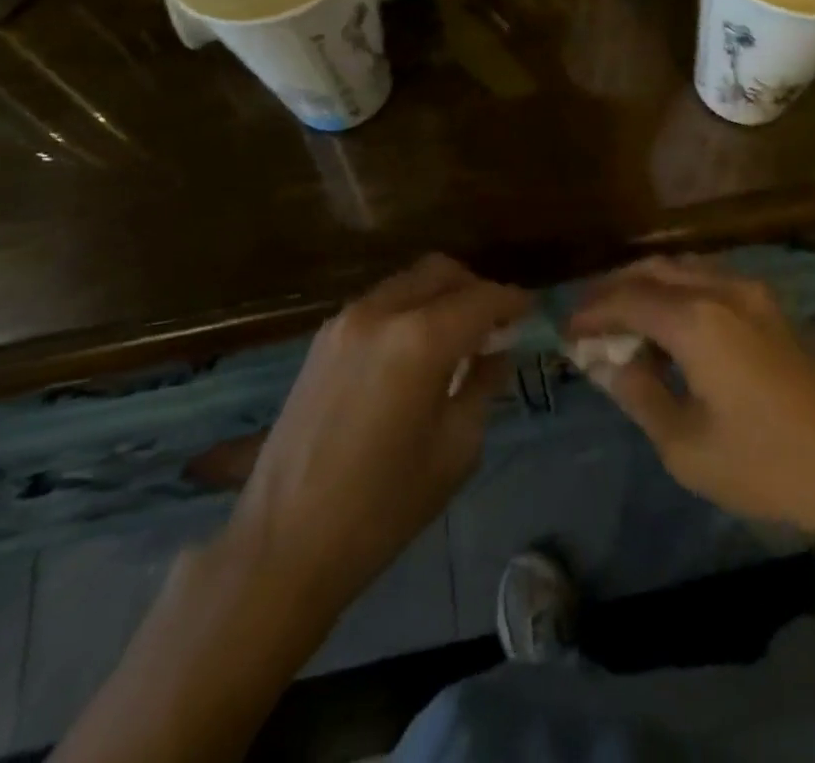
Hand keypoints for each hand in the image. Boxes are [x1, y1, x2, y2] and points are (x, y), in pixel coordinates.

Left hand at [226, 255, 530, 619]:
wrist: (282, 543)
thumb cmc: (382, 507)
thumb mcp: (455, 449)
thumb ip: (483, 385)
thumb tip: (498, 351)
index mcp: (420, 340)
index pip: (482, 298)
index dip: (513, 301)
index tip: (532, 311)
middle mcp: (382, 312)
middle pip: (442, 271)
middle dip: (476, 289)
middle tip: (496, 324)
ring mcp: (346, 320)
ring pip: (409, 281)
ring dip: (441, 296)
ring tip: (458, 337)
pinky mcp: (323, 337)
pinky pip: (381, 302)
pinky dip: (409, 309)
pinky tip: (416, 350)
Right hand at [567, 257, 814, 546]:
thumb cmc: (768, 465)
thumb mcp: (687, 446)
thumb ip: (640, 393)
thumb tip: (609, 362)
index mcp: (696, 320)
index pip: (626, 300)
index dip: (591, 313)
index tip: (566, 333)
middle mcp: (721, 289)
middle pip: (651, 271)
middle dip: (614, 290)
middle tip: (589, 320)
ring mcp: (751, 291)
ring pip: (682, 268)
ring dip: (646, 286)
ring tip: (624, 320)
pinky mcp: (771, 304)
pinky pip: (709, 278)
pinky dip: (677, 290)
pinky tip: (671, 322)